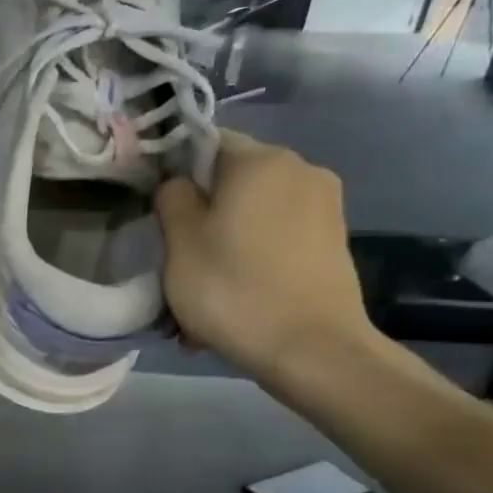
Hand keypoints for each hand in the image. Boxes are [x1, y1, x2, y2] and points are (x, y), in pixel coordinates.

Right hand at [155, 131, 375, 385]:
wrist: (312, 349)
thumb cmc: (233, 289)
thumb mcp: (179, 242)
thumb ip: (172, 197)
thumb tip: (179, 182)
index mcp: (260, 160)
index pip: (207, 142)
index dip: (176, 171)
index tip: (159, 211)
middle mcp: (300, 169)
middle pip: (232, 181)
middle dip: (203, 214)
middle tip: (176, 261)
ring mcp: (324, 206)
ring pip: (253, 214)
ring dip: (224, 243)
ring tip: (203, 290)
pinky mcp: (333, 240)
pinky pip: (277, 239)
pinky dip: (252, 259)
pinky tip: (236, 298)